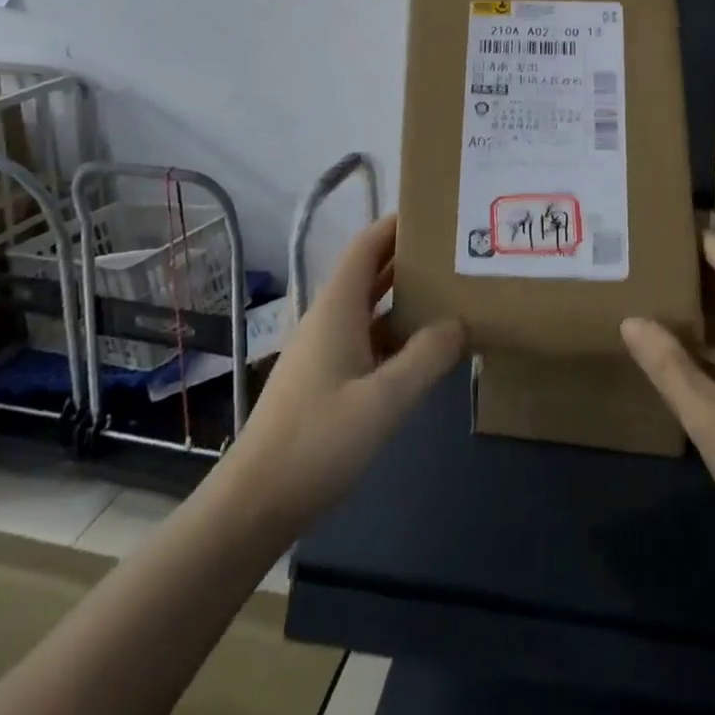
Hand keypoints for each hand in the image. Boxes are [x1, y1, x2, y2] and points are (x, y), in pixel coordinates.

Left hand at [219, 214, 465, 537]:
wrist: (255, 503)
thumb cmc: (318, 441)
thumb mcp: (384, 400)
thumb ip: (426, 357)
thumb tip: (459, 323)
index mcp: (337, 308)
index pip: (367, 245)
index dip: (396, 224)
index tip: (434, 211)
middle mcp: (328, 319)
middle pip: (370, 272)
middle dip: (408, 257)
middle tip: (454, 252)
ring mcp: (324, 350)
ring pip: (370, 308)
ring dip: (404, 297)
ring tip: (449, 293)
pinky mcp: (324, 379)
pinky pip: (366, 339)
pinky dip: (395, 333)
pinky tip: (422, 350)